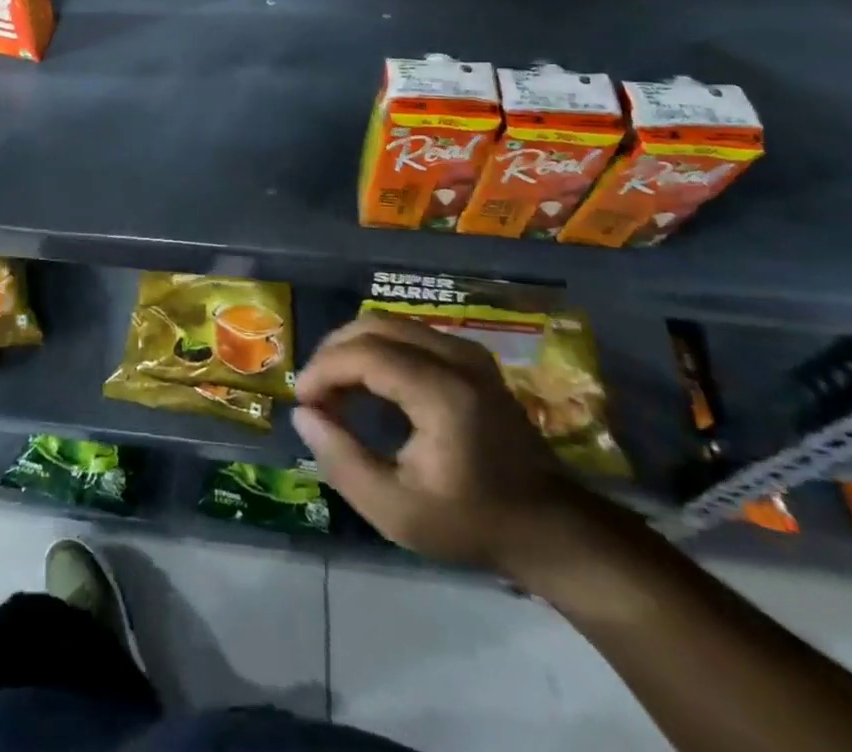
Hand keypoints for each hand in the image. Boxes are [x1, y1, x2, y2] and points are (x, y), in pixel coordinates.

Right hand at [292, 313, 578, 571]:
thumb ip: (342, 461)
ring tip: (334, 388)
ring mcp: (467, 351)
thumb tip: (303, 414)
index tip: (301, 401)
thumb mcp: (397, 511)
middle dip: (334, 352)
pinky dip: (378, 349)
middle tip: (313, 391)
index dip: (324, 369)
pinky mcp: (471, 356)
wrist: (549, 527)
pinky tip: (366, 383)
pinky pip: (410, 333)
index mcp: (441, 392)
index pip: (365, 353)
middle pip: (375, 326)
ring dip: (354, 348)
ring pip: (391, 323)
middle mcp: (456, 357)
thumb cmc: (471, 523)